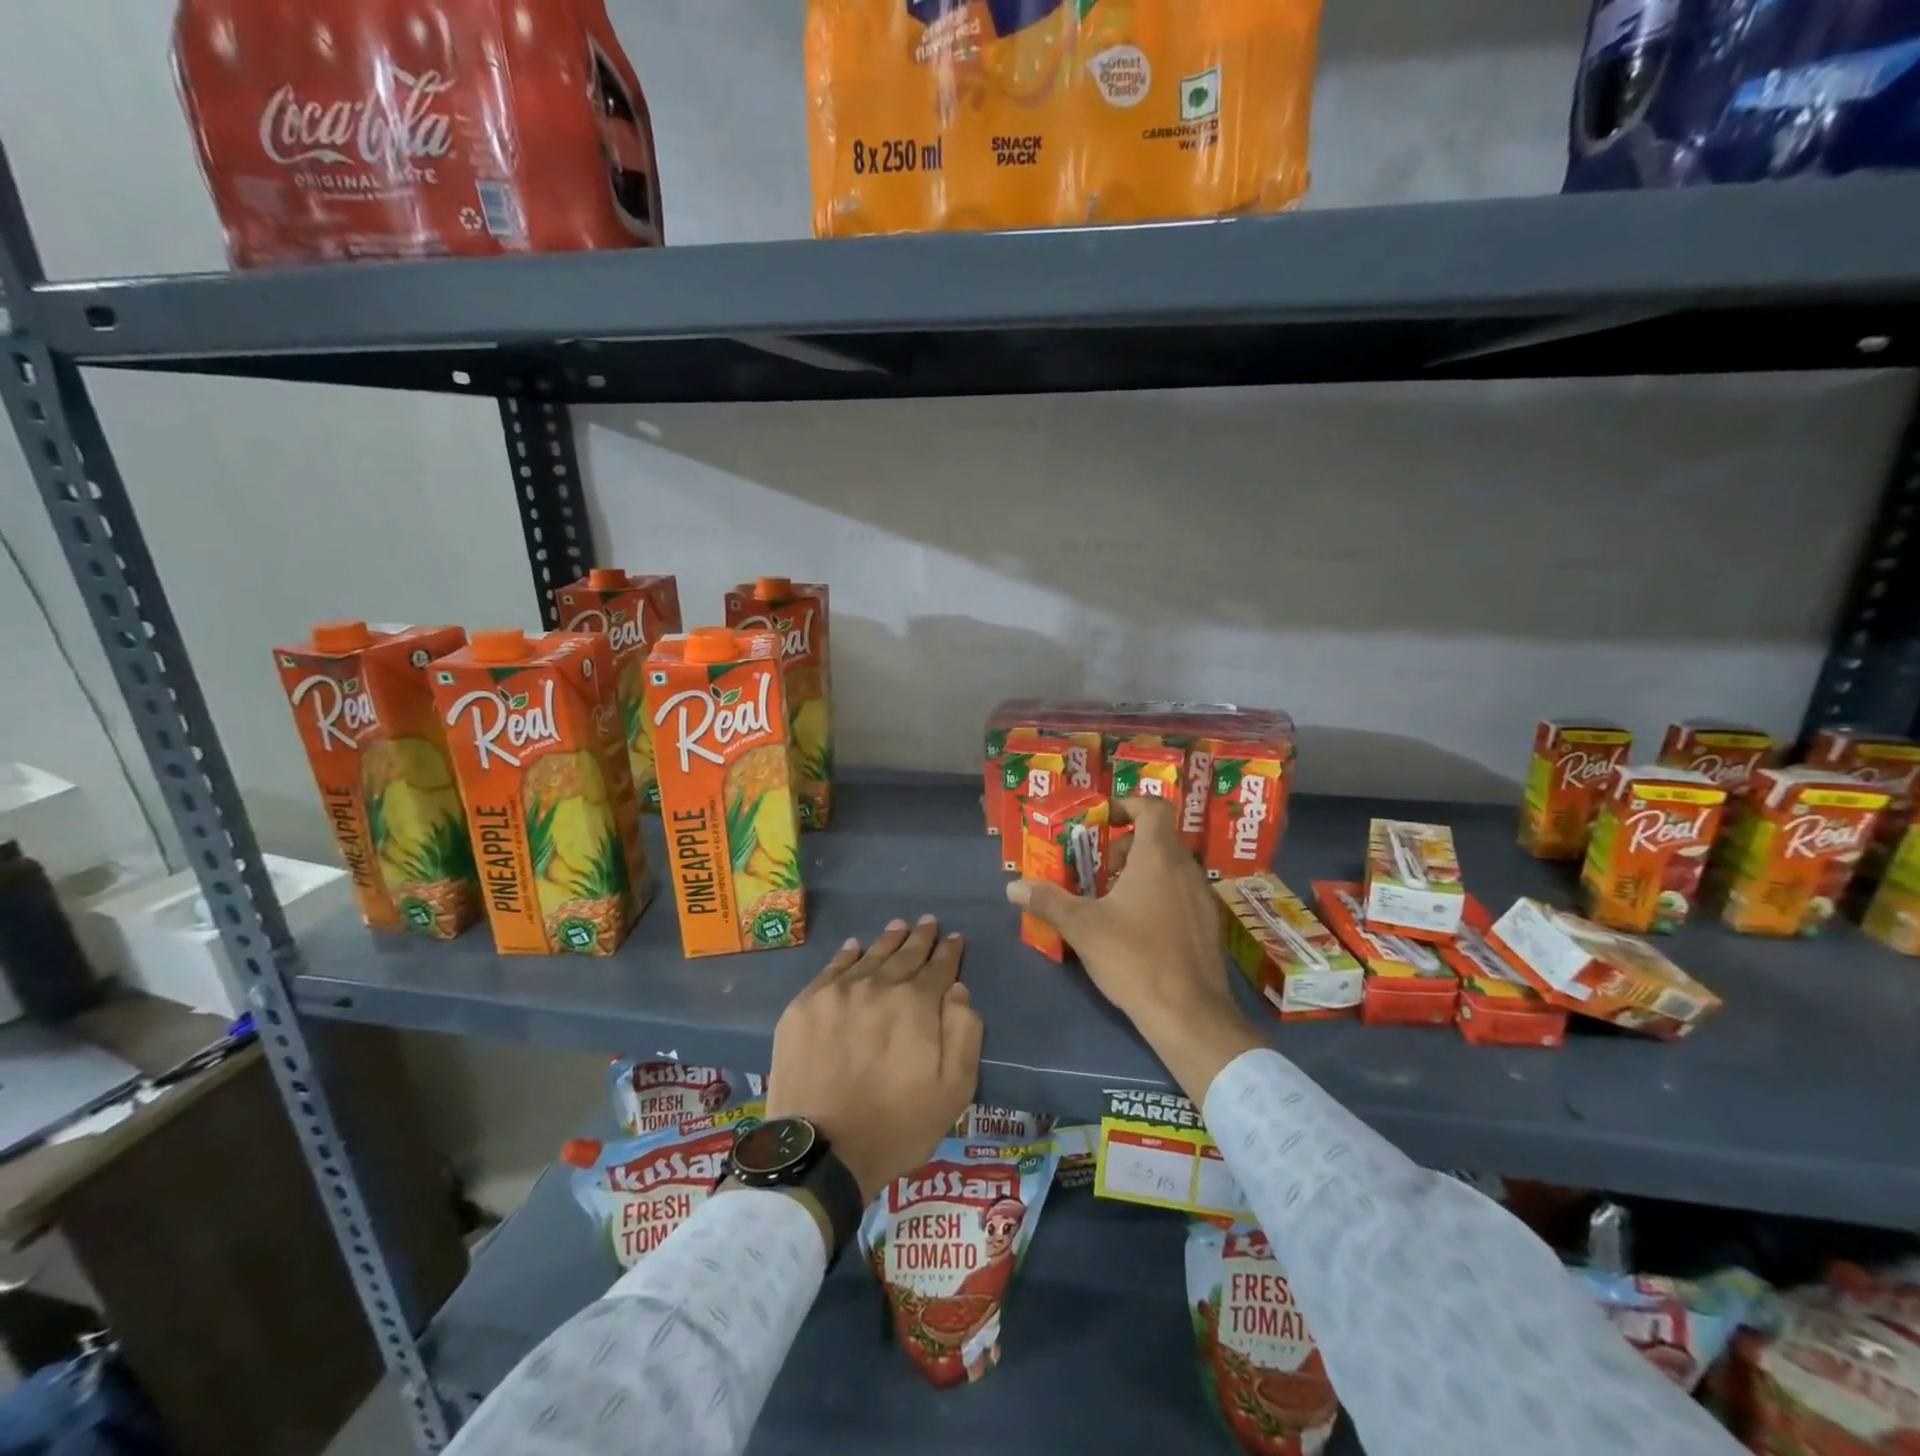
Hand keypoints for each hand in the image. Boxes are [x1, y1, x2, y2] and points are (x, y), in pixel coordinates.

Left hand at [764, 916, 982, 1203]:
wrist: (821, 1151)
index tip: (954, 938)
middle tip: (929, 922)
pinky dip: (847, 955)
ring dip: (887, 941)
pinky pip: (831, 969)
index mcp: (915, 1004)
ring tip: (898, 926)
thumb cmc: (896, 1126)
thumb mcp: (953, 1091)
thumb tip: (958, 990)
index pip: (939, 968)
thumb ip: (964, 1034)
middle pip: (904, 955)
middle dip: (920, 938)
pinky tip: (854, 947)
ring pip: (869, 956)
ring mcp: (837, 993)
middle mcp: (877, 986)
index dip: (949, 952)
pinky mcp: (804, 1006)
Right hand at [1006, 796, 1263, 1104]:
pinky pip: (1182, 894)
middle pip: (1158, 838)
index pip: (1152, 807)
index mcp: (1158, 857)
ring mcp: (1203, 899)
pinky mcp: (1209, 927)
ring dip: (1142, 873)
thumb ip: (1048, 901)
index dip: (1127, 805)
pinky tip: (1138, 930)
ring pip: (1171, 868)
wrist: (1190, 1015)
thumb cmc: (1134, 958)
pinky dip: (1159, 896)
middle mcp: (1186, 869)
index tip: (1103, 821)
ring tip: (1112, 901)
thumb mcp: (1082, 927)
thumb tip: (1013, 885)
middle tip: (1097, 870)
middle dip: (1125, 847)